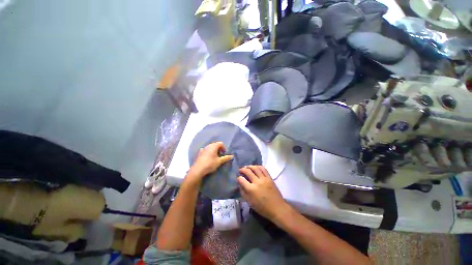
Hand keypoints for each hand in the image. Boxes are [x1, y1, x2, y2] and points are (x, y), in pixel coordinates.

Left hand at [189, 141, 233, 178]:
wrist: (198, 170)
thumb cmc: (210, 164)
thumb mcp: (219, 161)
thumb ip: (226, 158)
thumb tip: (232, 156)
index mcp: (213, 146)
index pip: (221, 143)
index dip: (224, 148)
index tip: (224, 154)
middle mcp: (208, 145)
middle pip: (215, 144)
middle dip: (219, 149)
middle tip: (220, 156)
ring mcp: (203, 149)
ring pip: (210, 147)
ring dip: (214, 151)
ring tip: (215, 158)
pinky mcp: (199, 153)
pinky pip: (206, 150)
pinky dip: (209, 152)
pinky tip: (209, 158)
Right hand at [238, 165, 290, 221]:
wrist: (277, 208)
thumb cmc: (262, 208)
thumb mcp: (250, 202)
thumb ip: (243, 193)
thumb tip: (240, 184)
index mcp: (251, 189)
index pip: (241, 180)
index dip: (238, 178)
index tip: (238, 178)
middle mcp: (257, 182)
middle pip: (248, 171)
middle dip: (242, 169)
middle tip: (240, 170)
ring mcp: (264, 179)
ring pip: (255, 168)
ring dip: (250, 166)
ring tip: (247, 167)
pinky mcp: (269, 178)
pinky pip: (263, 169)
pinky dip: (258, 166)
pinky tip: (255, 167)